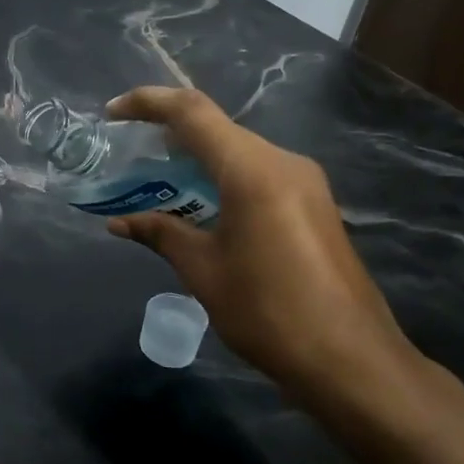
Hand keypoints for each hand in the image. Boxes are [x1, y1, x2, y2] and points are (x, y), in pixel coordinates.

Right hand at [104, 87, 419, 408]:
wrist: (351, 360)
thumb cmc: (268, 312)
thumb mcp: (203, 271)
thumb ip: (161, 234)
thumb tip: (119, 222)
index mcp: (253, 170)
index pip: (193, 112)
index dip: (148, 103)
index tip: (112, 114)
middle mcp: (283, 162)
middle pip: (217, 129)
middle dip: (169, 135)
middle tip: (129, 156)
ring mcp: (304, 182)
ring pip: (238, 151)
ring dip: (196, 159)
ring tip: (156, 183)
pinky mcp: (314, 204)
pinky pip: (258, 173)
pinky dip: (221, 178)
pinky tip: (200, 207)